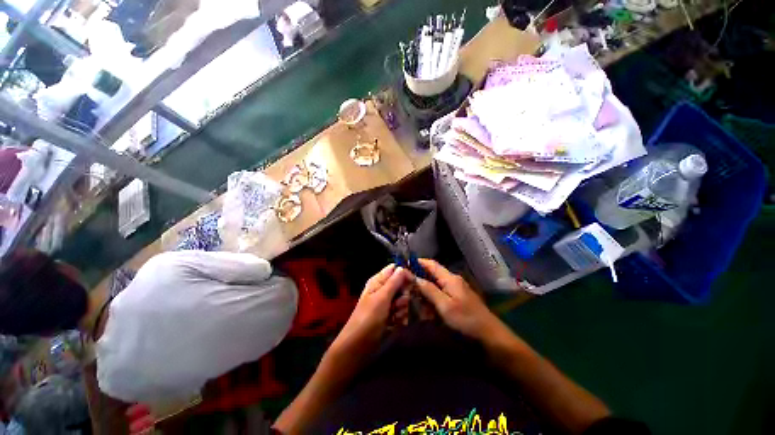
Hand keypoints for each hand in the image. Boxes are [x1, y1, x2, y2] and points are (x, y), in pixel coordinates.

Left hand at [329, 264, 411, 357]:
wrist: (358, 345)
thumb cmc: (368, 318)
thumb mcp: (382, 298)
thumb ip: (393, 282)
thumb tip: (402, 267)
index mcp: (378, 281)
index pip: (394, 269)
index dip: (404, 273)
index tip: (413, 282)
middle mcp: (382, 289)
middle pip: (401, 284)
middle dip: (403, 294)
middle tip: (399, 303)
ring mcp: (386, 302)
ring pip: (402, 298)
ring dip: (402, 307)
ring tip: (394, 315)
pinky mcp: (389, 314)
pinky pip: (401, 310)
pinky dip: (400, 316)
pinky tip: (395, 322)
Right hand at [415, 259, 505, 341]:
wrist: (491, 338)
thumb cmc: (467, 320)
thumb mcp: (445, 305)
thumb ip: (429, 290)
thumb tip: (414, 277)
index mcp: (450, 278)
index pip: (431, 264)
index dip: (418, 262)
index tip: (404, 264)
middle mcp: (453, 281)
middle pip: (432, 275)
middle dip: (419, 280)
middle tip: (406, 287)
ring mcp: (457, 291)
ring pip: (436, 287)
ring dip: (425, 293)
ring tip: (415, 302)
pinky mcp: (458, 300)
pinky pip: (441, 296)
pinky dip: (433, 301)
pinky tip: (428, 310)